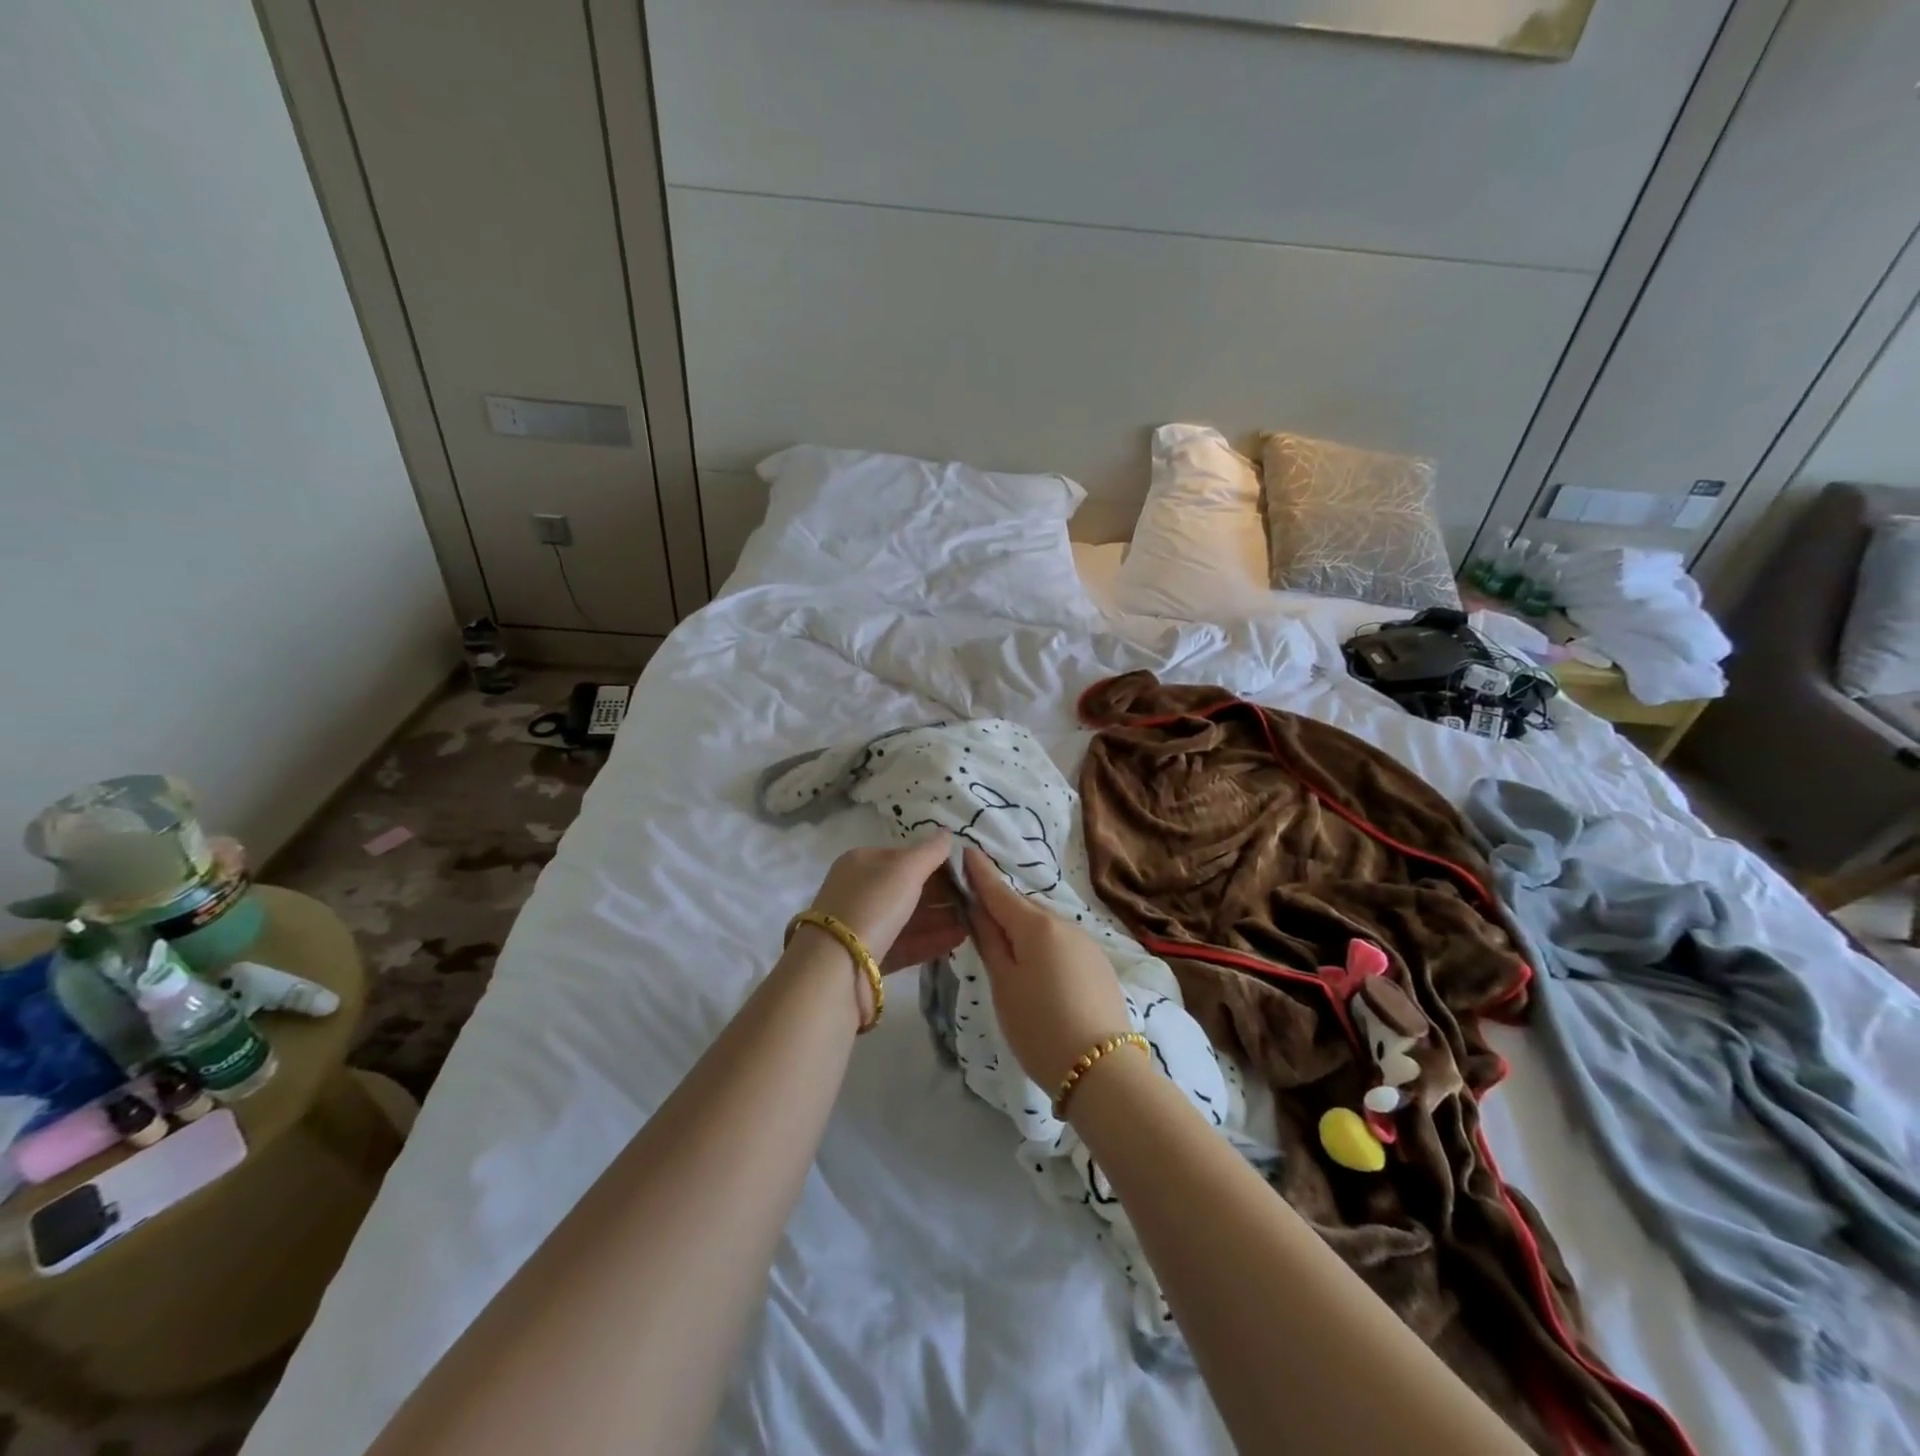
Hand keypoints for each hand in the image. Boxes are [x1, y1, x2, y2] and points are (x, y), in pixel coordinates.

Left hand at [803, 833, 965, 973]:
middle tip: (975, 900)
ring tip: (974, 921)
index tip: (967, 873)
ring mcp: (863, 926)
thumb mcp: (905, 869)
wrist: (836, 968)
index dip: (936, 863)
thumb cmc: (872, 904)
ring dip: (941, 918)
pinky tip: (959, 939)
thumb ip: (930, 851)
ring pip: (908, 918)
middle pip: (907, 889)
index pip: (904, 857)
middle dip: (942, 894)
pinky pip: (906, 944)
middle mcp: (860, 891)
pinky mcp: (869, 958)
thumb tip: (946, 833)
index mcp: (862, 863)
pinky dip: (932, 940)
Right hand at [961, 845, 1132, 1093]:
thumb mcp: (1004, 984)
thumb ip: (990, 942)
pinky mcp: (1099, 966)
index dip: (980, 873)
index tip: (966, 850)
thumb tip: (978, 909)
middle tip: (977, 921)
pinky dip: (1045, 949)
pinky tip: (1040, 975)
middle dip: (1001, 909)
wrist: (1102, 1070)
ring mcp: (1087, 944)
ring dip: (1024, 932)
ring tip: (1007, 957)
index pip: (1000, 891)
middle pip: (1024, 909)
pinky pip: (1062, 945)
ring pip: (1045, 928)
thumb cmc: (1040, 1026)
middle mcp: (1065, 924)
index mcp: (1037, 925)